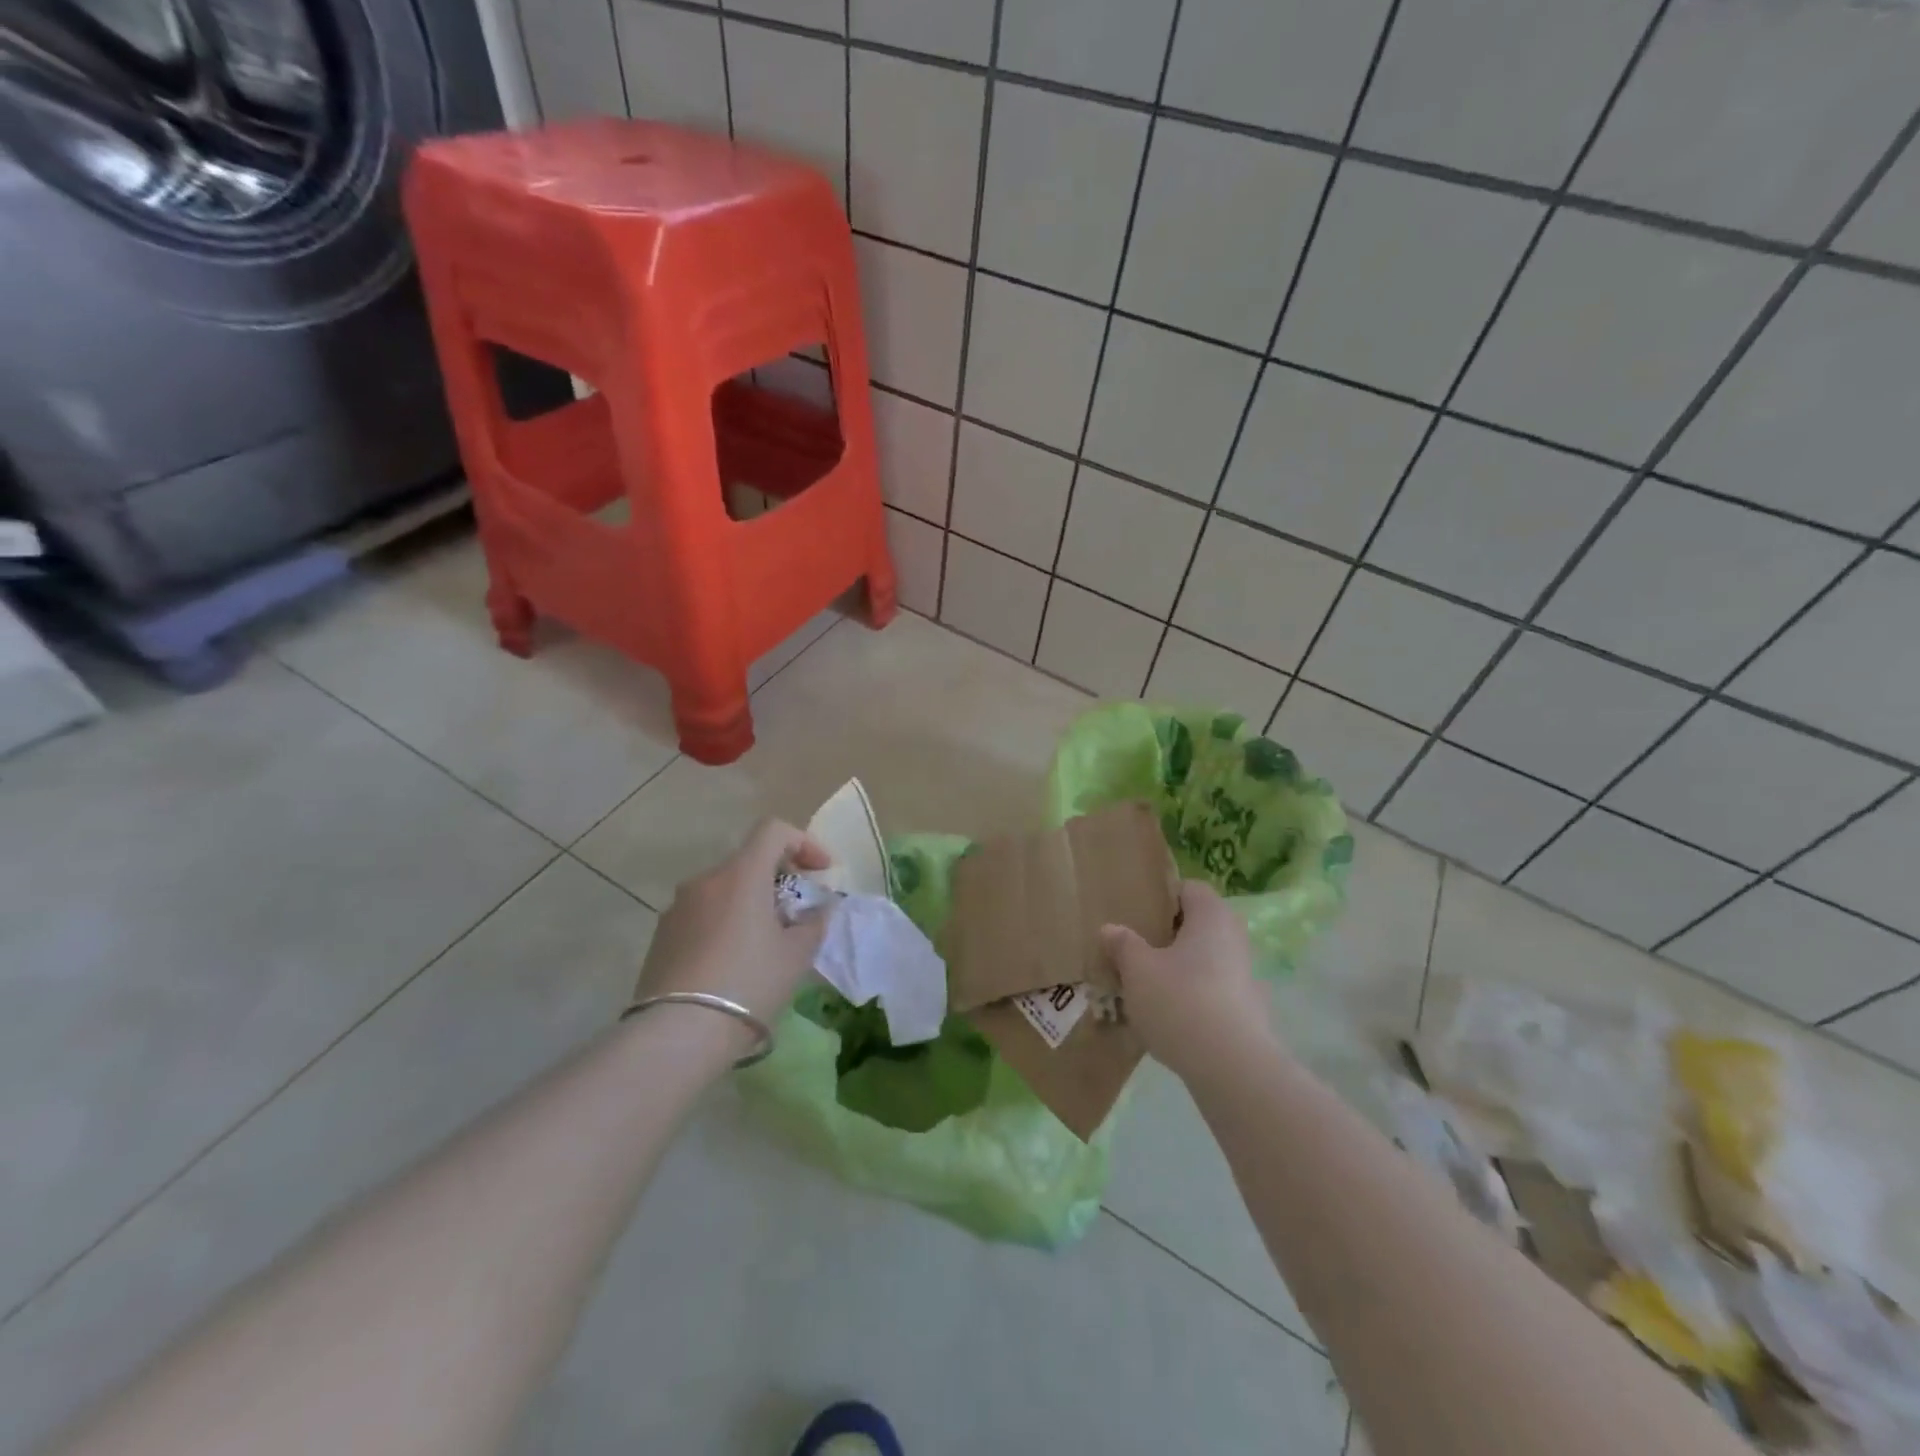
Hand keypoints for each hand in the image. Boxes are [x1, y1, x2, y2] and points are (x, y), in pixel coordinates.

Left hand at [633, 819, 832, 1032]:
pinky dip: (725, 924)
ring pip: (725, 891)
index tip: (821, 873)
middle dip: (779, 881)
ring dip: (750, 904)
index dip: (804, 843)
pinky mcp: (661, 935)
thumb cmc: (748, 983)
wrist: (677, 1033)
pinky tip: (733, 964)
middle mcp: (706, 880)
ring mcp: (678, 907)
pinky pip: (703, 916)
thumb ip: (814, 924)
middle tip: (797, 916)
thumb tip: (817, 911)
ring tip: (765, 945)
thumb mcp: (796, 956)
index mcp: (741, 874)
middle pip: (749, 862)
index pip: (773, 831)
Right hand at [1101, 881, 1278, 1079]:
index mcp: (1212, 916)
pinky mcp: (1248, 1012)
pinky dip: (1192, 998)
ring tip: (1145, 988)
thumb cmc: (1180, 1001)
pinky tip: (1168, 1018)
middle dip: (1167, 937)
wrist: (1231, 1067)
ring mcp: (1246, 977)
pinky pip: (1213, 992)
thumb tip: (1111, 929)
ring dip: (1178, 970)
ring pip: (1205, 961)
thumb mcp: (1137, 969)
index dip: (1162, 898)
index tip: (1136, 916)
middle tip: (1135, 951)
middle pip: (1197, 926)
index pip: (1189, 889)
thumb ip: (1122, 944)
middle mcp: (1235, 939)